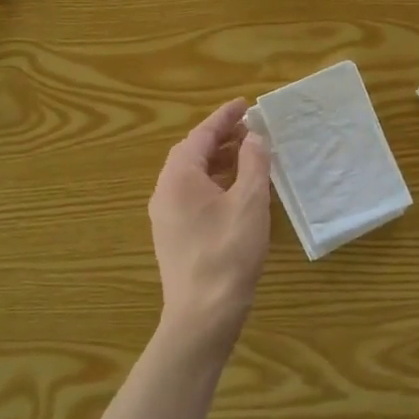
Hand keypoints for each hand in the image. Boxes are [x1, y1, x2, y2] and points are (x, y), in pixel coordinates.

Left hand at [149, 99, 271, 355]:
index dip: (224, 118)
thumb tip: (254, 137)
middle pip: (191, 154)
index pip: (201, 136)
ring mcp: (165, 216)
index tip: (245, 104)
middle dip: (220, 138)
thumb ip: (253, 164)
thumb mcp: (249, 202)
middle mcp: (164, 192)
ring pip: (191, 176)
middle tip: (249, 129)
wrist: (203, 314)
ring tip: (248, 156)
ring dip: (218, 162)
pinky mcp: (173, 236)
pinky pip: (192, 196)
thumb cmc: (228, 252)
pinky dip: (213, 183)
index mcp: (178, 177)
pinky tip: (236, 192)